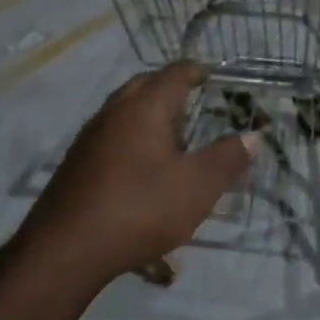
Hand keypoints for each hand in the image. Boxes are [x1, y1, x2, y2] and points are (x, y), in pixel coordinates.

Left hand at [24, 63, 256, 286]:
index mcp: (145, 107)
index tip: (211, 75)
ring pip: (124, 109)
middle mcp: (114, 111)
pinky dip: (131, 136)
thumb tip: (252, 135)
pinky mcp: (77, 161)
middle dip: (170, 88)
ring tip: (172, 138)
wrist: (67, 248)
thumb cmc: (140, 208)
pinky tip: (141, 167)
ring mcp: (90, 136)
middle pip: (145, 85)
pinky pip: (111, 133)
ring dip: (149, 114)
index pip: (174, 74)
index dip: (195, 71)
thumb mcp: (197, 187)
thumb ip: (227, 158)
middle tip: (194, 103)